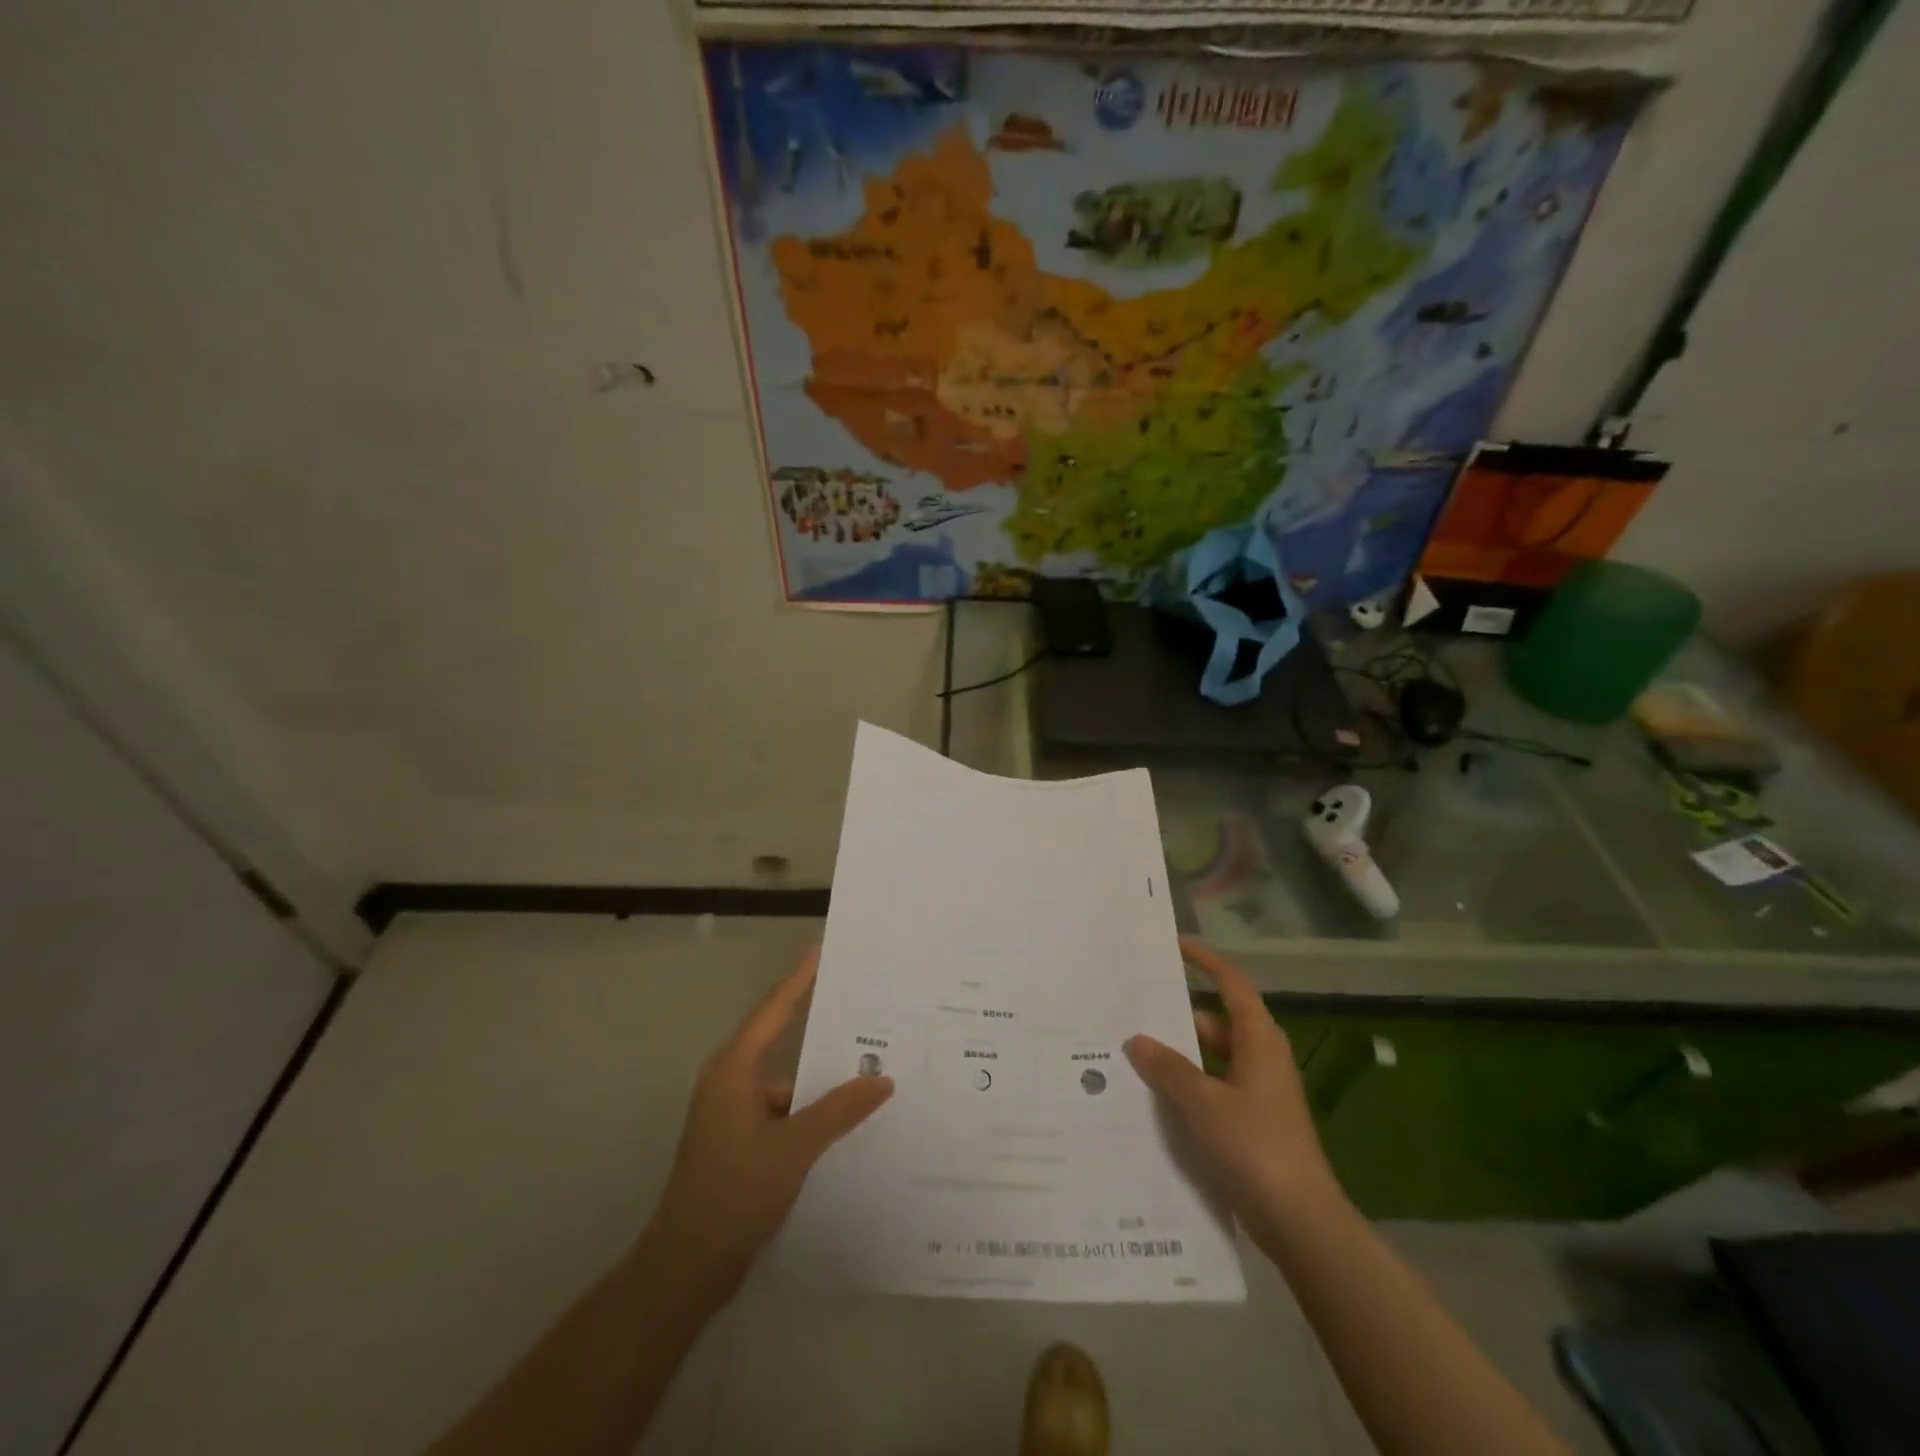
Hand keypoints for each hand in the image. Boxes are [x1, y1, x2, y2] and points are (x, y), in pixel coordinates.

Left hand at [649, 946, 893, 1290]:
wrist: (685, 1268)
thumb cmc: (734, 1192)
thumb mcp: (794, 1148)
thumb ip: (839, 1110)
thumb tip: (883, 1080)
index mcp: (734, 1069)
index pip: (774, 1010)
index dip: (799, 979)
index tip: (821, 950)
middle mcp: (730, 1082)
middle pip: (780, 1042)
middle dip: (821, 1029)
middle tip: (864, 1010)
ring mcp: (731, 1114)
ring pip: (785, 1083)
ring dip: (819, 1082)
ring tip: (868, 1072)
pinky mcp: (737, 1142)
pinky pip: (781, 1111)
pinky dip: (809, 1112)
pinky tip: (844, 1122)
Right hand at [1125, 937, 1345, 1245]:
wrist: (1301, 1222)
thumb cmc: (1254, 1146)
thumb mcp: (1202, 1102)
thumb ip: (1168, 1068)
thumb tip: (1137, 1040)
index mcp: (1259, 1040)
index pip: (1232, 984)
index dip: (1205, 961)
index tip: (1174, 945)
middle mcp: (1262, 1058)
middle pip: (1217, 1021)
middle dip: (1179, 1015)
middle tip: (1135, 1008)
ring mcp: (1259, 1092)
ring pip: (1213, 1057)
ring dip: (1180, 1055)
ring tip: (1134, 1052)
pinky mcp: (1253, 1121)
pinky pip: (1214, 1087)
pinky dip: (1189, 1085)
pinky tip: (1156, 1096)